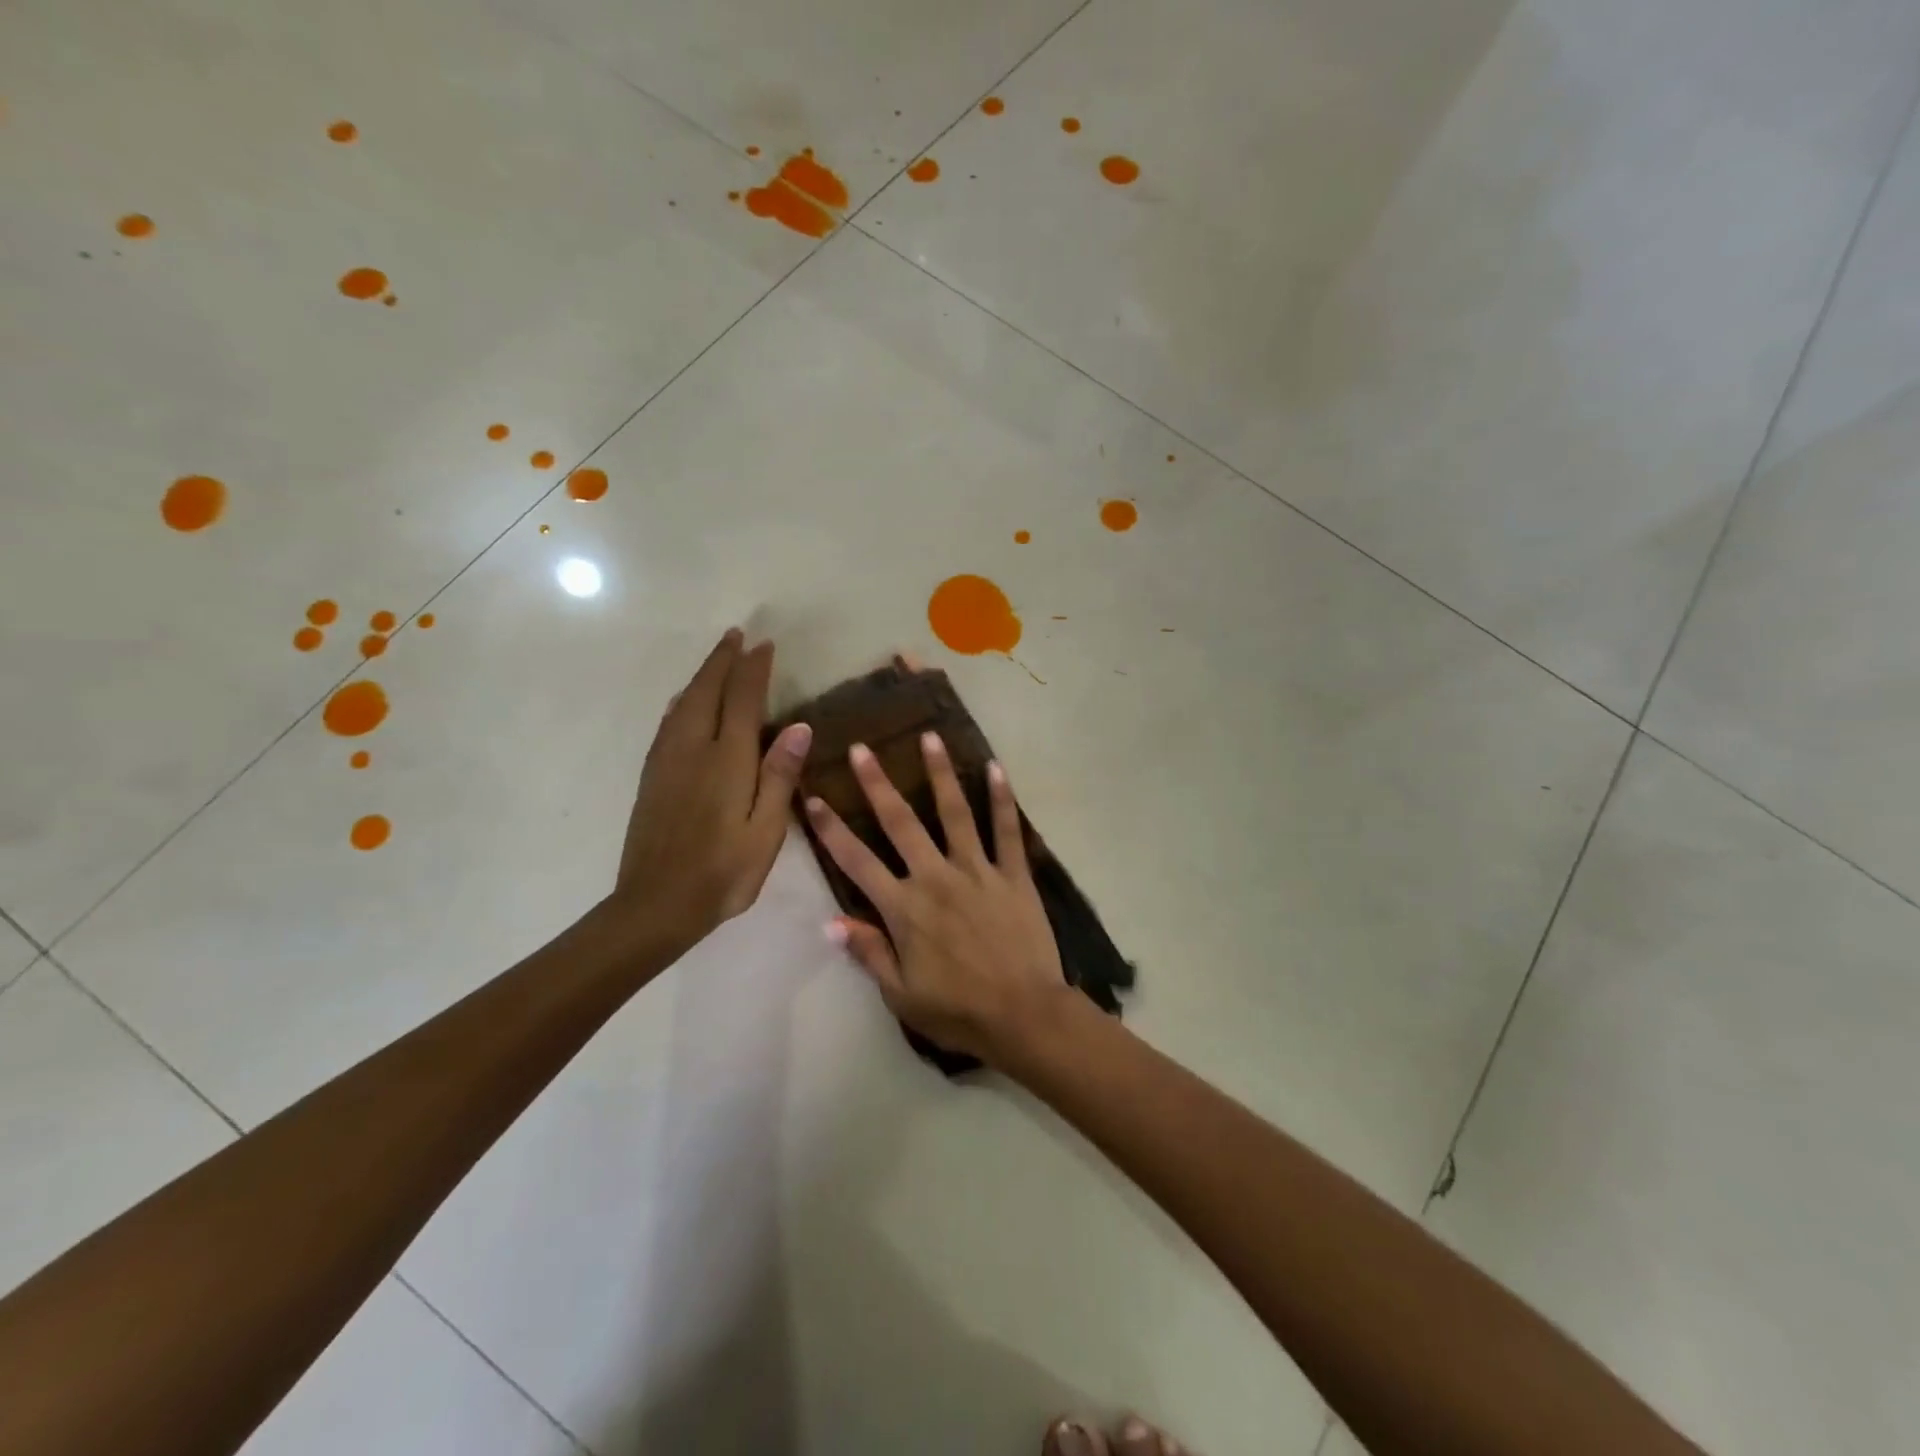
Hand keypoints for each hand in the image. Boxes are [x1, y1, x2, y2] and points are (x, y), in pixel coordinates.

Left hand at [611, 628, 810, 955]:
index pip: (742, 700)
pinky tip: (683, 702)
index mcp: (726, 760)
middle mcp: (692, 749)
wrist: (656, 904)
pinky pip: (668, 722)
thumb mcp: (765, 831)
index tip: (764, 644)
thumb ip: (779, 776)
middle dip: (722, 660)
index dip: (754, 669)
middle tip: (737, 634)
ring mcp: (667, 761)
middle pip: (706, 691)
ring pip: (682, 703)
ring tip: (715, 658)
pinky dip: (681, 700)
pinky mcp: (652, 776)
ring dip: (701, 675)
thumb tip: (798, 726)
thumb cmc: (723, 872)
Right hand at [805, 732, 1070, 1065]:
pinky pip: (1007, 830)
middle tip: (862, 749)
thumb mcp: (901, 993)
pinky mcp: (1013, 874)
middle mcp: (935, 878)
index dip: (831, 830)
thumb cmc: (958, 1011)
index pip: (857, 862)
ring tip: (930, 737)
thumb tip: (828, 921)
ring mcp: (977, 871)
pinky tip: (996, 768)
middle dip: (877, 784)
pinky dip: (1002, 799)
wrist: (1024, 1015)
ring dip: (940, 774)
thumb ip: (868, 952)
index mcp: (904, 908)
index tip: (812, 798)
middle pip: (900, 823)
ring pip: (955, 813)